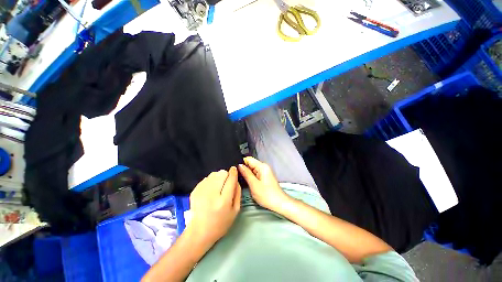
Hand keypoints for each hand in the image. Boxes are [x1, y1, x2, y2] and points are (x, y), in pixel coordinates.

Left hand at [187, 167, 240, 245]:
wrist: (199, 232)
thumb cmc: (220, 223)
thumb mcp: (235, 211)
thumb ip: (238, 193)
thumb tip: (236, 179)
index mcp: (223, 201)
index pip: (230, 180)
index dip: (233, 172)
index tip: (234, 169)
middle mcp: (212, 194)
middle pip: (221, 173)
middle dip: (226, 175)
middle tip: (226, 182)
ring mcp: (201, 192)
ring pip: (213, 174)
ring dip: (218, 177)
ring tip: (218, 186)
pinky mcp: (195, 191)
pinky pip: (206, 178)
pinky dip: (210, 180)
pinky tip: (210, 189)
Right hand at [238, 156, 289, 211]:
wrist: (279, 204)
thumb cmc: (266, 195)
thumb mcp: (254, 184)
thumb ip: (246, 174)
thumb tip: (239, 165)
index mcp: (262, 166)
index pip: (249, 159)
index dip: (241, 162)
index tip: (233, 168)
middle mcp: (263, 167)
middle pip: (250, 164)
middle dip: (243, 168)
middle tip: (234, 175)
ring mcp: (264, 172)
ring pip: (252, 169)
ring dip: (246, 173)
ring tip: (238, 178)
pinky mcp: (264, 177)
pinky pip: (255, 173)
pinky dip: (250, 176)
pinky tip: (245, 181)